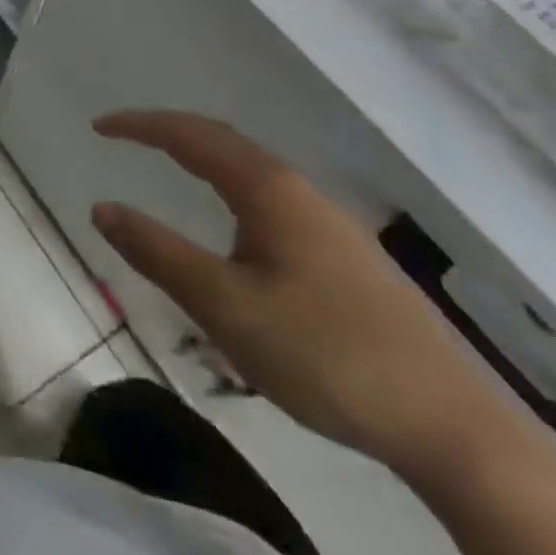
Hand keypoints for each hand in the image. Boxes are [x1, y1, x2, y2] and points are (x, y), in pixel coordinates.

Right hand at [89, 112, 523, 480]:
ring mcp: (332, 223)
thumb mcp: (225, 308)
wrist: (456, 429)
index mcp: (268, 190)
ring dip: (204, 158)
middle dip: (170, 132)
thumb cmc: (327, 356)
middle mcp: (300, 191)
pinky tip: (236, 230)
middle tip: (126, 137)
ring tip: (170, 169)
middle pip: (224, 142)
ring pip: (253, 170)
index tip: (98, 127)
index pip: (190, 136)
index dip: (140, 125)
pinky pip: (273, 198)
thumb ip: (158, 253)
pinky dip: (232, 188)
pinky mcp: (350, 256)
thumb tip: (101, 207)